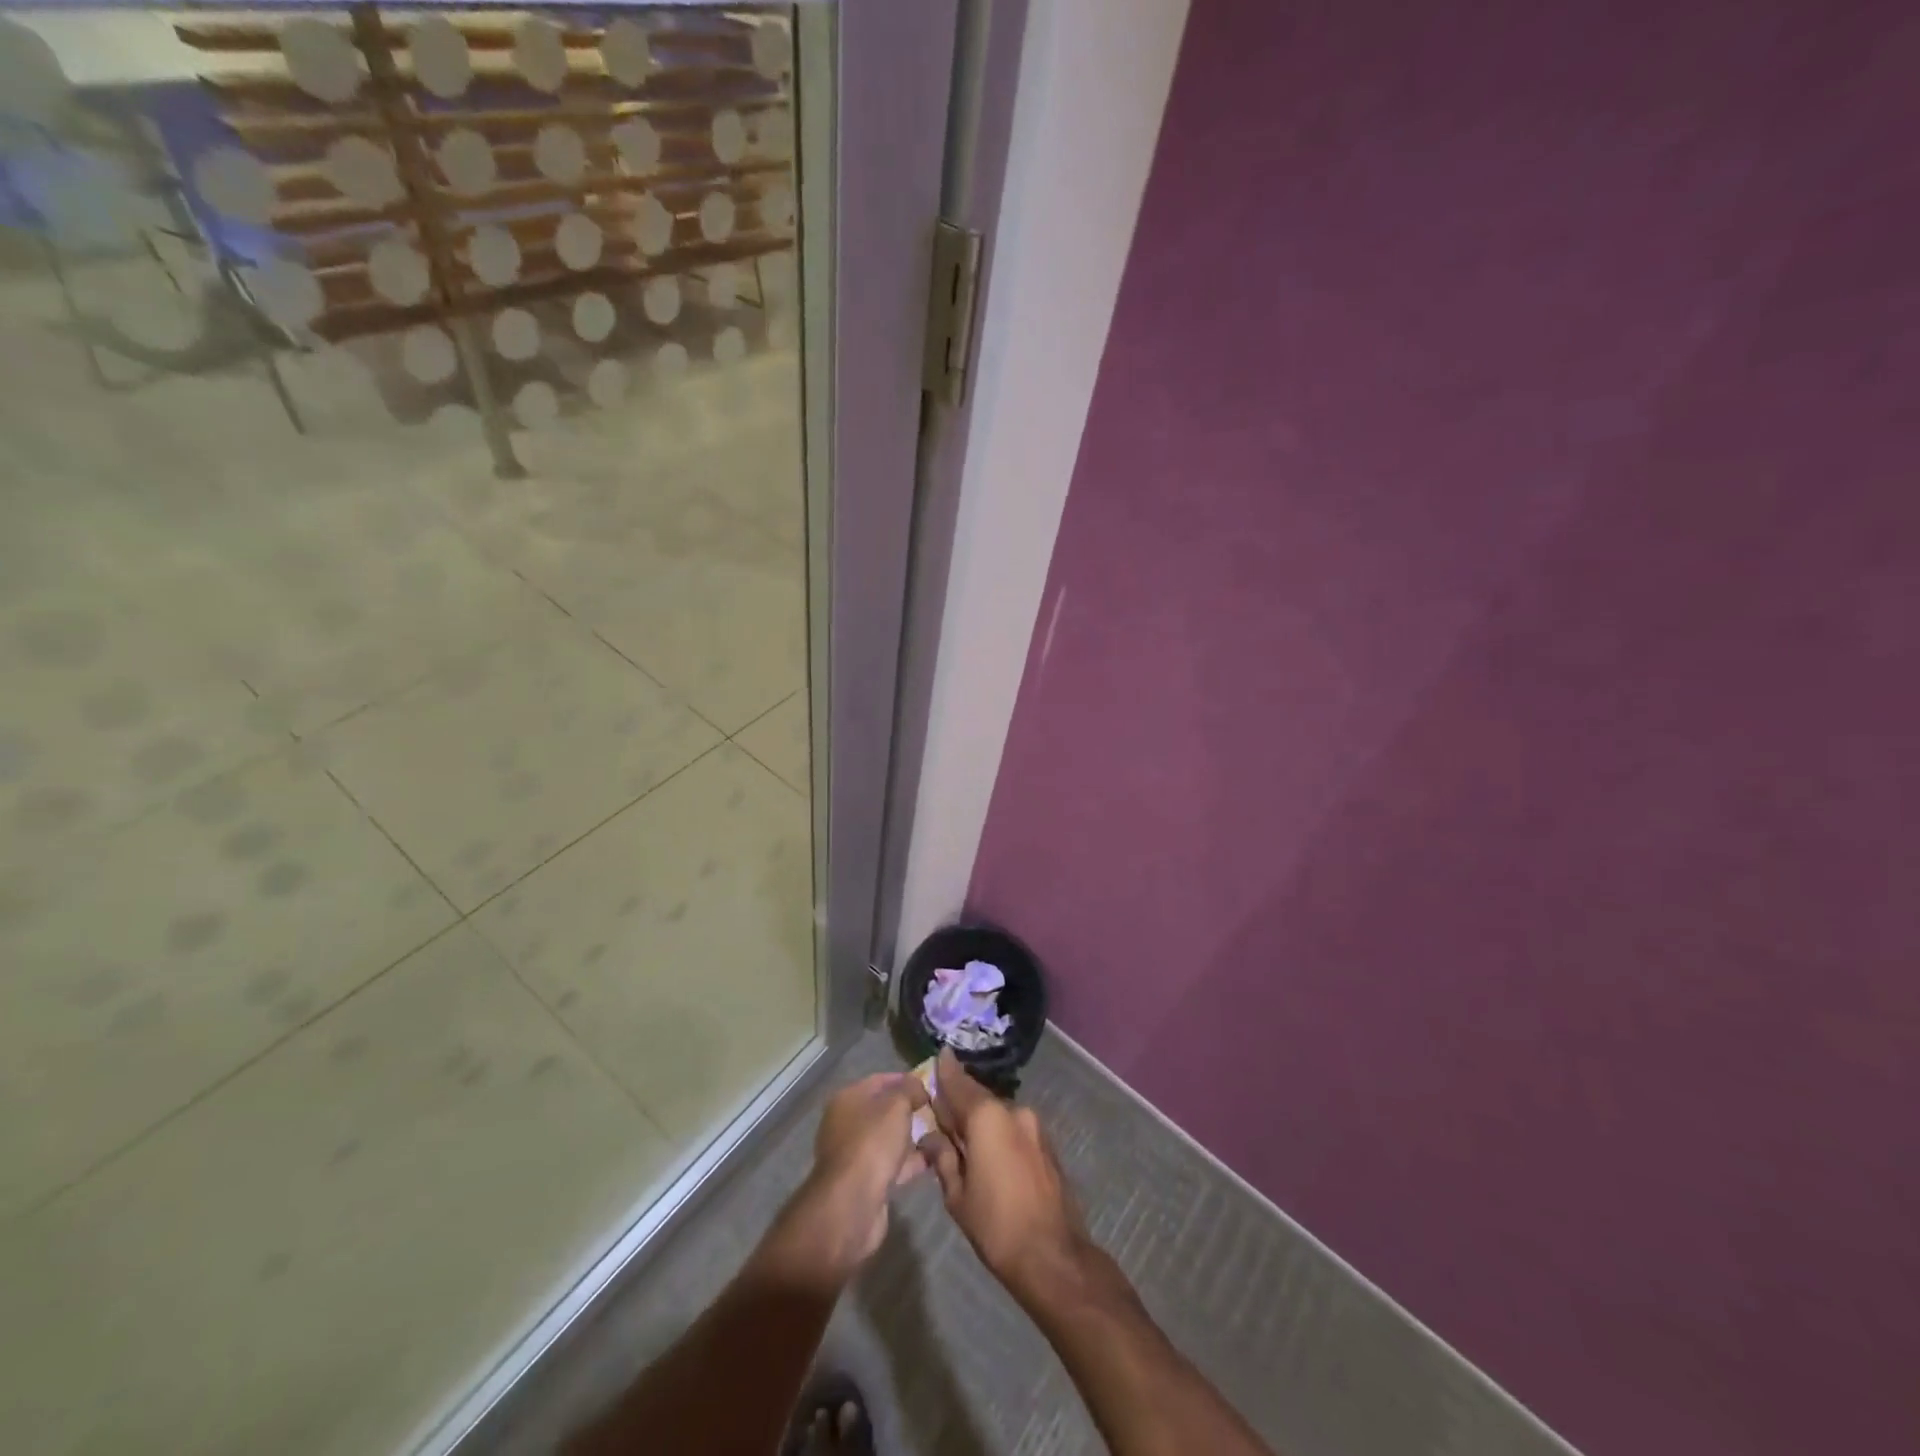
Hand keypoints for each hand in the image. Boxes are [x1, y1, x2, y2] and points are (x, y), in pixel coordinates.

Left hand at [788, 1073, 930, 1277]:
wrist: (852, 1204)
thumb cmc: (873, 1143)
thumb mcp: (897, 1105)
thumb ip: (910, 1090)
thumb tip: (918, 1087)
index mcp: (847, 1099)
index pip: (880, 1080)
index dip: (906, 1080)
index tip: (931, 1085)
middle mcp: (846, 1123)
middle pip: (884, 1110)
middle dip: (911, 1109)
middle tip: (939, 1110)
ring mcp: (854, 1154)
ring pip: (889, 1138)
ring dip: (912, 1137)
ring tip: (942, 1134)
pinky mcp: (865, 1181)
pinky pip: (892, 1163)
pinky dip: (910, 1161)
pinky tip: (934, 1159)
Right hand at [918, 1050, 1088, 1301]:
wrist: (1054, 1257)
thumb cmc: (997, 1226)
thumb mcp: (957, 1195)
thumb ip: (943, 1158)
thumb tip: (931, 1137)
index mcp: (987, 1116)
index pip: (958, 1083)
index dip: (946, 1071)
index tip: (938, 1055)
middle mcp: (1012, 1110)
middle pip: (978, 1098)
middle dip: (960, 1103)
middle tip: (940, 1114)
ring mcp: (1034, 1126)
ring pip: (997, 1114)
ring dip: (980, 1120)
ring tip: (962, 1140)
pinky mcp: (1046, 1143)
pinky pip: (1013, 1128)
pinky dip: (998, 1132)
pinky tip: (988, 1153)